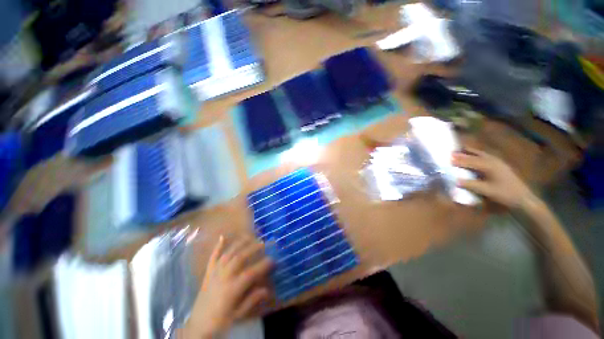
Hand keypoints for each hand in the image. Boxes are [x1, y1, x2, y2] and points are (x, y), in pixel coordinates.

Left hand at [182, 236, 272, 337]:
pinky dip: (218, 246)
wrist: (197, 326)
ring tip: (250, 236)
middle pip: (240, 257)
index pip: (251, 272)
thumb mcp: (238, 315)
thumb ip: (252, 300)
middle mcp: (224, 277)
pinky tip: (223, 236)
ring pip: (228, 253)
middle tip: (263, 243)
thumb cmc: (220, 321)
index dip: (263, 265)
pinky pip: (213, 257)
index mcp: (232, 289)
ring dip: (240, 243)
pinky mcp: (208, 273)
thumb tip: (267, 289)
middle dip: (253, 248)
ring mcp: (215, 273)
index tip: (273, 259)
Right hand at [452, 148, 536, 208]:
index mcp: (490, 166)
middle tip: (451, 152)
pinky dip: (478, 155)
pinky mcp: (500, 166)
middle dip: (463, 154)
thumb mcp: (487, 191)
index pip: (471, 161)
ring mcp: (498, 162)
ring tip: (461, 150)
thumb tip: (454, 181)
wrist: (523, 198)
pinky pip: (486, 157)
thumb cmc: (505, 194)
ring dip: (471, 152)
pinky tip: (475, 156)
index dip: (459, 160)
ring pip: (481, 154)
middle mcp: (494, 161)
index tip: (447, 159)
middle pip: (475, 155)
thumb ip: (471, 185)